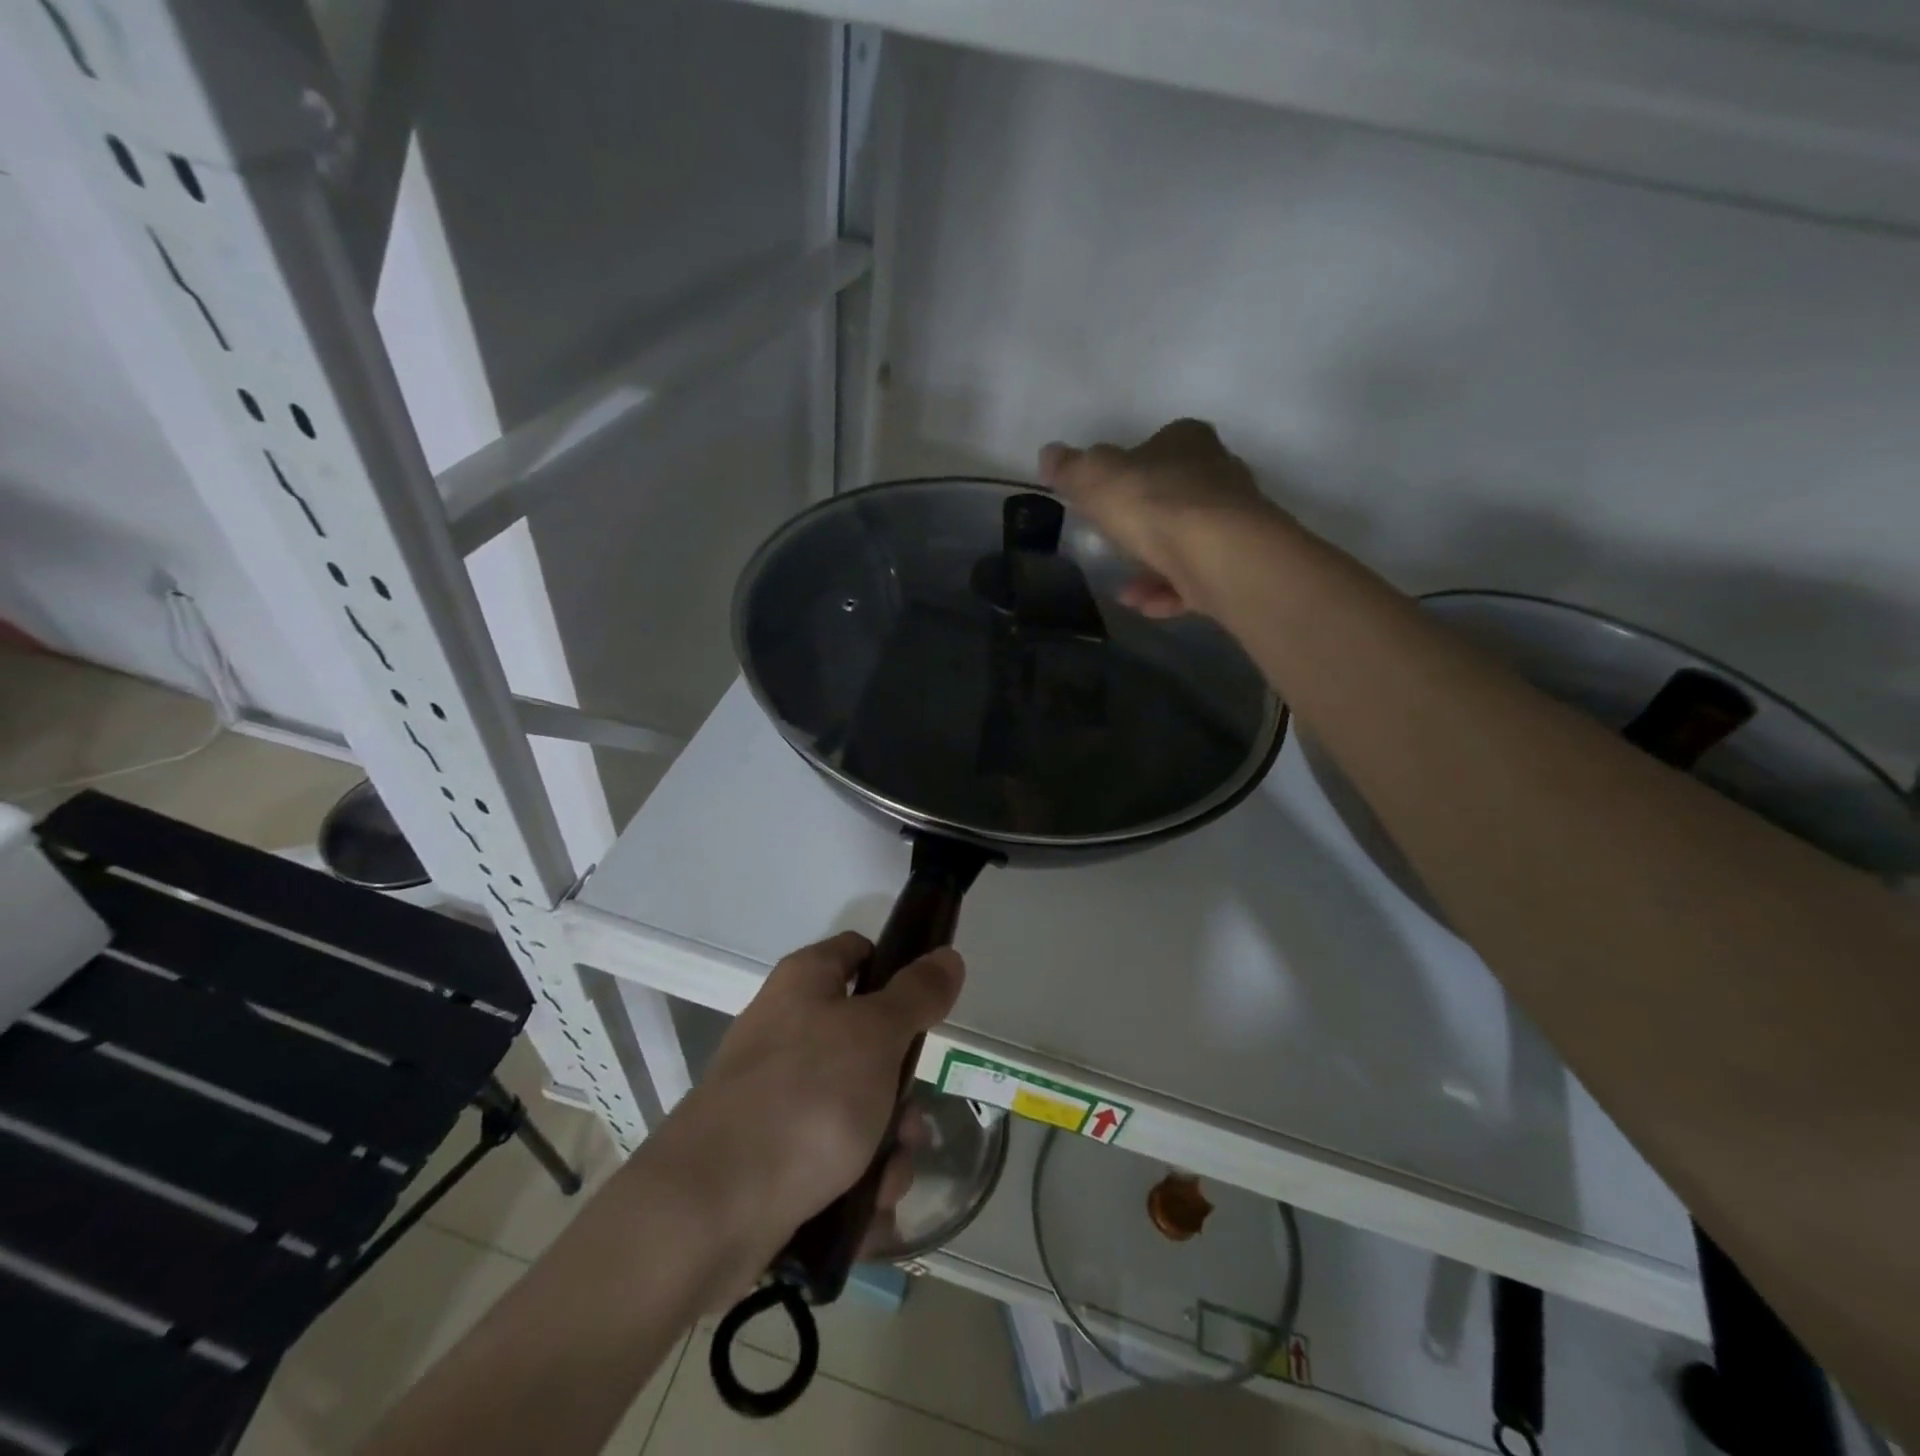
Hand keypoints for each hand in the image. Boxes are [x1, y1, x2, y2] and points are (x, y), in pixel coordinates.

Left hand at [652, 932, 963, 1259]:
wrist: (710, 1208)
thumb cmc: (806, 1098)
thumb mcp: (876, 1035)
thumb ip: (917, 994)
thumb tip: (947, 955)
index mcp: (805, 983)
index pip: (860, 952)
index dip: (898, 971)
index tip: (929, 1010)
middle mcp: (788, 1031)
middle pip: (867, 1043)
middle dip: (901, 1090)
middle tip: (912, 1122)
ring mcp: (777, 1096)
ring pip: (857, 1108)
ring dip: (887, 1146)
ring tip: (888, 1178)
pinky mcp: (771, 1155)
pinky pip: (833, 1158)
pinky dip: (856, 1183)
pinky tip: (867, 1213)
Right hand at [1039, 418, 1283, 618]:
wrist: (1218, 556)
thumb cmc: (1155, 505)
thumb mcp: (1096, 479)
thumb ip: (1072, 468)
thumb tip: (1049, 454)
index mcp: (1188, 442)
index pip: (1158, 444)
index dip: (1131, 466)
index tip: (1107, 494)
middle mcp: (1218, 474)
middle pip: (1174, 494)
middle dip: (1143, 521)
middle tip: (1112, 543)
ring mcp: (1233, 522)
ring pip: (1186, 541)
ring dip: (1152, 565)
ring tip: (1122, 588)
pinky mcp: (1238, 564)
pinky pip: (1196, 578)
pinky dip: (1169, 591)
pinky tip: (1143, 606)